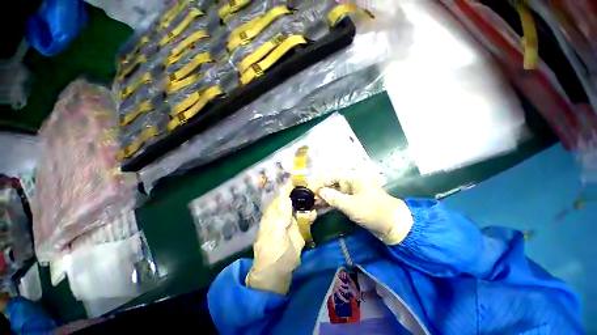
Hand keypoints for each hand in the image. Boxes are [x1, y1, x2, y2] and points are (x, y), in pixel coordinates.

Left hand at [246, 182, 315, 294]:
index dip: (290, 187)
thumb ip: (281, 214)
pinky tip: (316, 213)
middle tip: (314, 185)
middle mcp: (283, 214)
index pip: (282, 195)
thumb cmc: (272, 253)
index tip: (300, 178)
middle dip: (302, 192)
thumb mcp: (275, 233)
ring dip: (309, 202)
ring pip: (301, 207)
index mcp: (274, 213)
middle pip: (293, 199)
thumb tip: (285, 195)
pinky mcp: (300, 229)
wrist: (277, 274)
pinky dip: (311, 215)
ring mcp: (292, 221)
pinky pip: (306, 218)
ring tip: (318, 195)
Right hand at [310, 168, 412, 243]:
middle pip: (331, 182)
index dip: (319, 183)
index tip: (309, 190)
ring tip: (313, 203)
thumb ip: (333, 197)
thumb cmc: (372, 211)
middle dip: (320, 190)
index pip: (331, 176)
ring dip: (324, 196)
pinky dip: (330, 202)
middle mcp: (351, 180)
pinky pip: (338, 198)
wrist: (392, 224)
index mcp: (352, 176)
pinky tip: (321, 206)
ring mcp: (352, 190)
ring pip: (334, 190)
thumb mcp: (350, 205)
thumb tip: (319, 192)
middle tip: (310, 199)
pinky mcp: (352, 199)